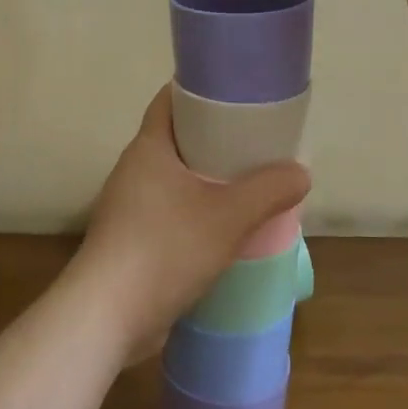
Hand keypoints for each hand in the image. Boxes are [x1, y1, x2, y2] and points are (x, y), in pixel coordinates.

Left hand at [70, 86, 308, 362]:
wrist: (106, 317)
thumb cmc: (165, 249)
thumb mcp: (229, 217)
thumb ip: (269, 191)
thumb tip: (300, 173)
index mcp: (149, 147)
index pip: (171, 99)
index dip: (202, 91)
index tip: (237, 95)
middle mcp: (134, 170)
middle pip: (178, 139)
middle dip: (215, 139)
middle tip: (255, 143)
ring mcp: (128, 207)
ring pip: (176, 179)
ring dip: (208, 180)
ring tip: (248, 185)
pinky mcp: (130, 241)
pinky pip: (170, 211)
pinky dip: (197, 212)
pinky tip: (225, 229)